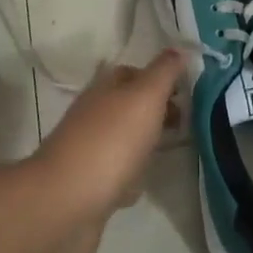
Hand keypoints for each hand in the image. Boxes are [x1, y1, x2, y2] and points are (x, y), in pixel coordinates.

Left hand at [28, 50, 183, 252]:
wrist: (66, 204)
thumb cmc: (111, 141)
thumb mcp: (145, 96)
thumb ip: (164, 72)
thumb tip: (178, 49)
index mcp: (105, 88)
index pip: (133, 73)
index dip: (159, 79)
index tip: (186, 92)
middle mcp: (93, 114)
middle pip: (128, 106)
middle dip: (154, 112)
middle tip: (183, 123)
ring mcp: (87, 151)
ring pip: (121, 140)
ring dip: (142, 144)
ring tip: (168, 152)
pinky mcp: (86, 187)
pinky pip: (114, 175)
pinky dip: (128, 178)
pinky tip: (138, 188)